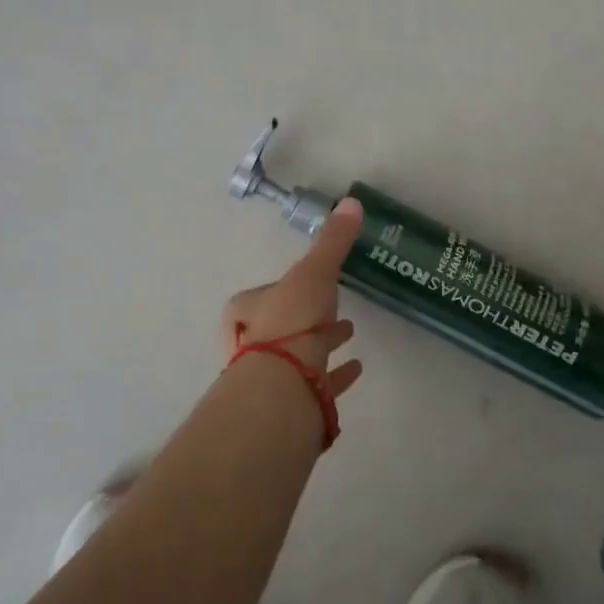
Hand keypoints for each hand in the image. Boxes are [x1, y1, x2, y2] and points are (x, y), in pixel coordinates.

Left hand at [220, 196, 364, 399]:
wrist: (282, 385)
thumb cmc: (290, 320)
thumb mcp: (313, 272)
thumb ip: (333, 241)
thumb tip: (351, 201)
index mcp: (247, 310)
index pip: (267, 293)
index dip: (288, 288)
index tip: (313, 283)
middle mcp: (253, 342)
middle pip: (282, 324)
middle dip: (306, 316)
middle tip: (333, 309)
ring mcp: (272, 376)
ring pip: (298, 354)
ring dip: (322, 343)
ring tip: (350, 333)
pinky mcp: (294, 401)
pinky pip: (318, 382)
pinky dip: (336, 374)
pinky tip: (356, 368)